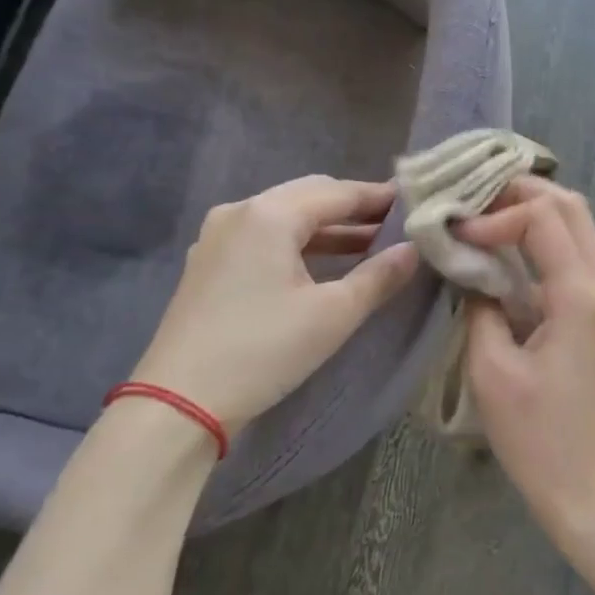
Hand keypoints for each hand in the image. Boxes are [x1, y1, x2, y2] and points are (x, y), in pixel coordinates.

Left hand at [131, 177, 419, 432]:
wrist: (179, 402)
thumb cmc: (264, 350)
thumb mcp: (334, 314)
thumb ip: (380, 276)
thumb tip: (414, 249)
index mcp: (270, 214)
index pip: (339, 192)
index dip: (380, 197)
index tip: (415, 202)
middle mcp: (240, 212)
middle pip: (310, 195)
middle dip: (354, 208)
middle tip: (396, 223)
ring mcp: (218, 236)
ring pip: (286, 216)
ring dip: (329, 227)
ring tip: (371, 245)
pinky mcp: (209, 262)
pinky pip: (265, 236)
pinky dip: (300, 242)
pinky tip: (325, 262)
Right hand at [458, 179, 594, 549]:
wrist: (587, 485)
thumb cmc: (535, 434)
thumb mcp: (491, 367)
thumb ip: (480, 304)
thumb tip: (472, 269)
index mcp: (582, 294)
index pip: (544, 218)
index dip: (497, 214)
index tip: (457, 234)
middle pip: (573, 208)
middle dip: (524, 193)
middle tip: (474, 198)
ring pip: (580, 229)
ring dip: (537, 213)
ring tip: (487, 215)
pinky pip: (579, 259)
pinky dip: (546, 242)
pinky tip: (510, 251)